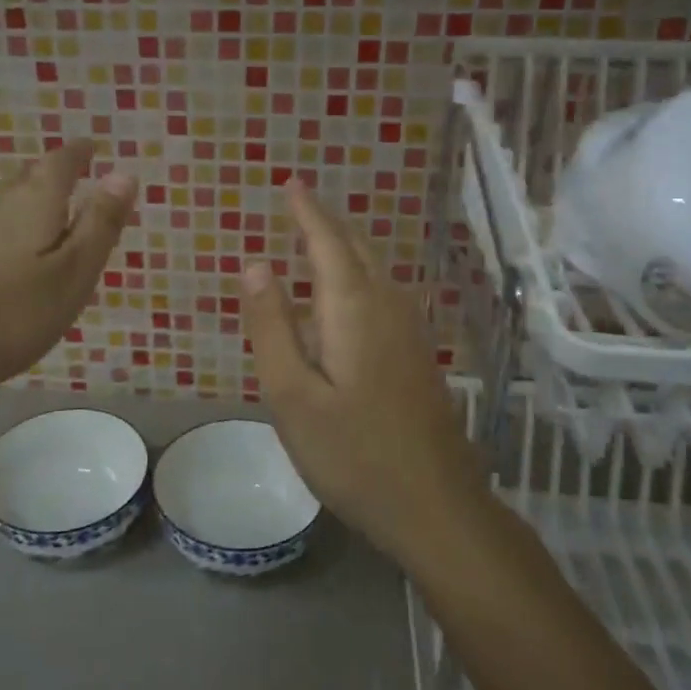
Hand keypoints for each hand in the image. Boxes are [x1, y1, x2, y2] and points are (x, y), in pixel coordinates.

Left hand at [0, 140, 136, 416]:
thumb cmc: (11, 316)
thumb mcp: (73, 275)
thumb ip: (100, 224)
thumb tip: (124, 172)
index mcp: (34, 200)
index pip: (62, 160)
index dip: (81, 153)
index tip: (93, 149)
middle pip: (29, 174)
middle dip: (54, 175)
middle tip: (76, 185)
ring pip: (3, 198)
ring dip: (27, 200)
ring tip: (46, 219)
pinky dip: (4, 227)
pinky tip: (4, 254)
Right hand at [240, 181, 485, 563]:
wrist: (435, 506)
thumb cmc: (352, 454)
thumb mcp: (291, 396)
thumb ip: (271, 327)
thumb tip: (254, 264)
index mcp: (354, 309)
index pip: (328, 241)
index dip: (308, 210)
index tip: (291, 183)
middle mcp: (388, 307)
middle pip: (357, 248)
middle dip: (328, 221)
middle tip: (300, 202)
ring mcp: (411, 331)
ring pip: (376, 269)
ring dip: (346, 244)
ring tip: (318, 234)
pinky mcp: (419, 355)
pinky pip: (385, 292)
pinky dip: (360, 272)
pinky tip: (350, 291)